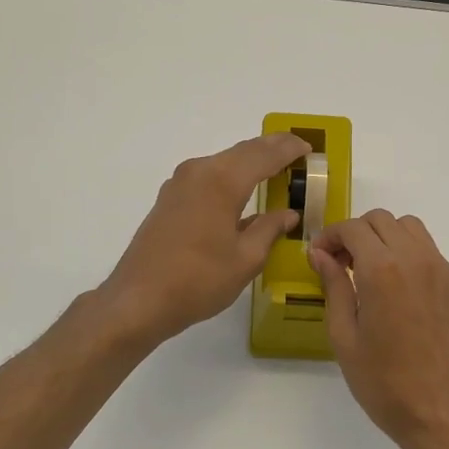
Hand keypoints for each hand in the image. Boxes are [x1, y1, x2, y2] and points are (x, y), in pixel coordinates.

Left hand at [100, 132, 311, 346]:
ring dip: (250, 160)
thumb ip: (269, 229)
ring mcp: (180, 184)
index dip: (289, 150)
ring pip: (224, 161)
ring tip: (274, 165)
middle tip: (297, 149)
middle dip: (271, 148)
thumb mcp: (245, 259)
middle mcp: (199, 172)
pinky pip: (208, 175)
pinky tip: (241, 188)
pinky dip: (231, 174)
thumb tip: (288, 214)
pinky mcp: (169, 198)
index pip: (264, 155)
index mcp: (222, 182)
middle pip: (243, 151)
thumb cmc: (198, 280)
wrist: (138, 300)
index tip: (309, 149)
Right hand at [310, 211, 448, 448]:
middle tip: (342, 263)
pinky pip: (433, 257)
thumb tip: (321, 254)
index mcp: (383, 270)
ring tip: (373, 272)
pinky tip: (403, 296)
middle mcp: (417, 260)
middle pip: (383, 221)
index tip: (320, 256)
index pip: (353, 228)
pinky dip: (412, 260)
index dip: (330, 236)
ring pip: (413, 231)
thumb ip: (334, 287)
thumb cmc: (384, 383)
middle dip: (357, 234)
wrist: (442, 414)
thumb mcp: (344, 337)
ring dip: (387, 239)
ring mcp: (446, 273)